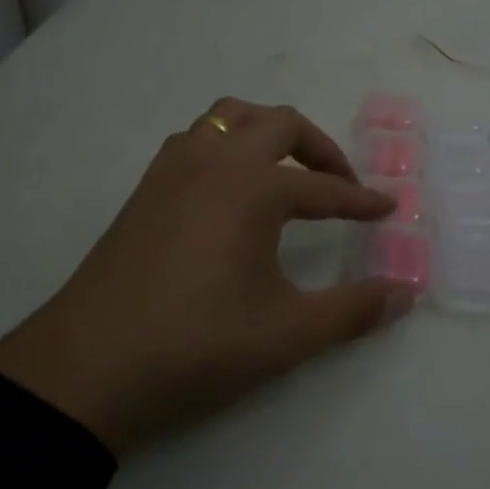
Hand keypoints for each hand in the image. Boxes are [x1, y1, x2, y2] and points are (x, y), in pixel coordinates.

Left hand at [0, 98, 413, 453]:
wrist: (84, 371)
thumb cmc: (195, 346)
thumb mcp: (286, 334)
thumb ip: (353, 310)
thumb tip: (405, 292)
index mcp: (253, 187)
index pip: (324, 187)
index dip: (360, 200)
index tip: (388, 209)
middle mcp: (215, 161)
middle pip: (280, 124)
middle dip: (320, 148)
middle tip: (341, 184)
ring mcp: (173, 169)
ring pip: (230, 117)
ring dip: (267, 133)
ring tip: (286, 171)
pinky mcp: (145, 188)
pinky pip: (196, 139)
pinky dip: (227, 145)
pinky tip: (230, 189)